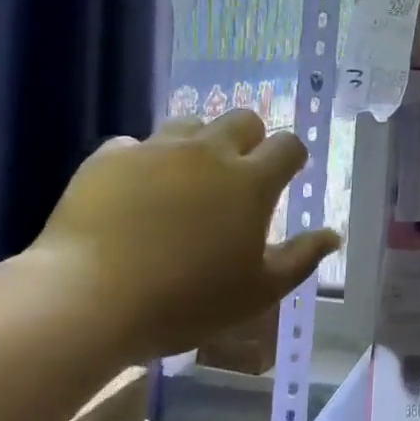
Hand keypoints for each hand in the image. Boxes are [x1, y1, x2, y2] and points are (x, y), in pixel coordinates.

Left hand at [32, 111, 340, 362]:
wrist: (86, 301)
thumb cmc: (185, 301)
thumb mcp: (257, 292)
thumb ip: (301, 258)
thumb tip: (333, 234)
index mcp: (251, 180)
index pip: (288, 145)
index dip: (291, 157)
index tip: (285, 177)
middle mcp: (209, 152)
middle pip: (242, 119)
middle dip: (249, 139)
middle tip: (237, 175)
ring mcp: (156, 150)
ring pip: (189, 123)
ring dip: (196, 143)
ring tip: (185, 178)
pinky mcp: (109, 159)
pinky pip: (134, 145)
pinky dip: (142, 161)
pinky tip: (133, 191)